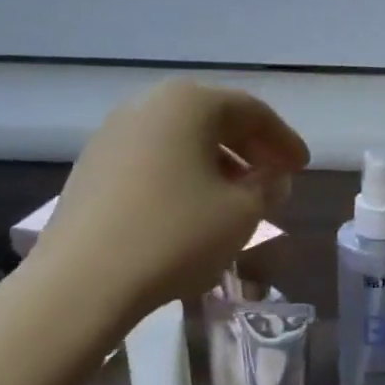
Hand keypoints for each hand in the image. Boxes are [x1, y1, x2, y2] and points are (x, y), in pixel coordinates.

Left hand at [28, 80, 307, 335]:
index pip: (252, 112)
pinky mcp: (92, 167)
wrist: (82, 281)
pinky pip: (154, 158)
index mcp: (189, 103)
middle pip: (214, 119)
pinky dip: (184, 174)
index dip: (284, 140)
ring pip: (182, 139)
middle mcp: (148, 105)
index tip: (302, 168)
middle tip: (275, 178)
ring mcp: (113, 134)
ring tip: (238, 197)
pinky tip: (193, 207)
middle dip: (251, 148)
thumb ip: (268, 187)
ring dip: (218, 163)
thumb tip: (270, 177)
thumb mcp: (242, 213)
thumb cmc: (175, 236)